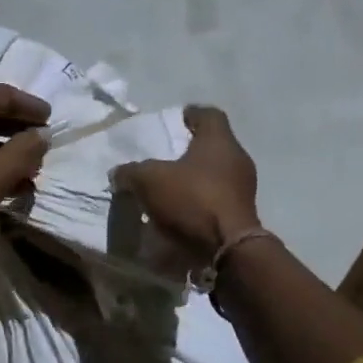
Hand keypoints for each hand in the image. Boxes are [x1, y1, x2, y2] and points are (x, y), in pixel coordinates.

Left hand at [0, 83, 51, 244]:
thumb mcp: (2, 168)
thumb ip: (27, 149)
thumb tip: (42, 136)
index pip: (4, 94)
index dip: (30, 106)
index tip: (50, 118)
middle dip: (19, 128)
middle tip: (42, 141)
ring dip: (7, 150)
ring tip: (31, 168)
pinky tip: (9, 184)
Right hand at [112, 105, 259, 258]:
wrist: (227, 248)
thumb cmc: (192, 200)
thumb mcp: (149, 181)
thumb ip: (131, 172)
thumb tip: (119, 173)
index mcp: (219, 140)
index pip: (208, 114)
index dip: (189, 114)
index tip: (174, 119)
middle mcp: (237, 158)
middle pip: (212, 145)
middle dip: (188, 150)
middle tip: (164, 157)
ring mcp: (243, 187)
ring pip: (214, 173)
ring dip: (193, 179)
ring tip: (168, 188)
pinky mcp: (241, 213)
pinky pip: (216, 199)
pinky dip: (199, 201)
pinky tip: (180, 212)